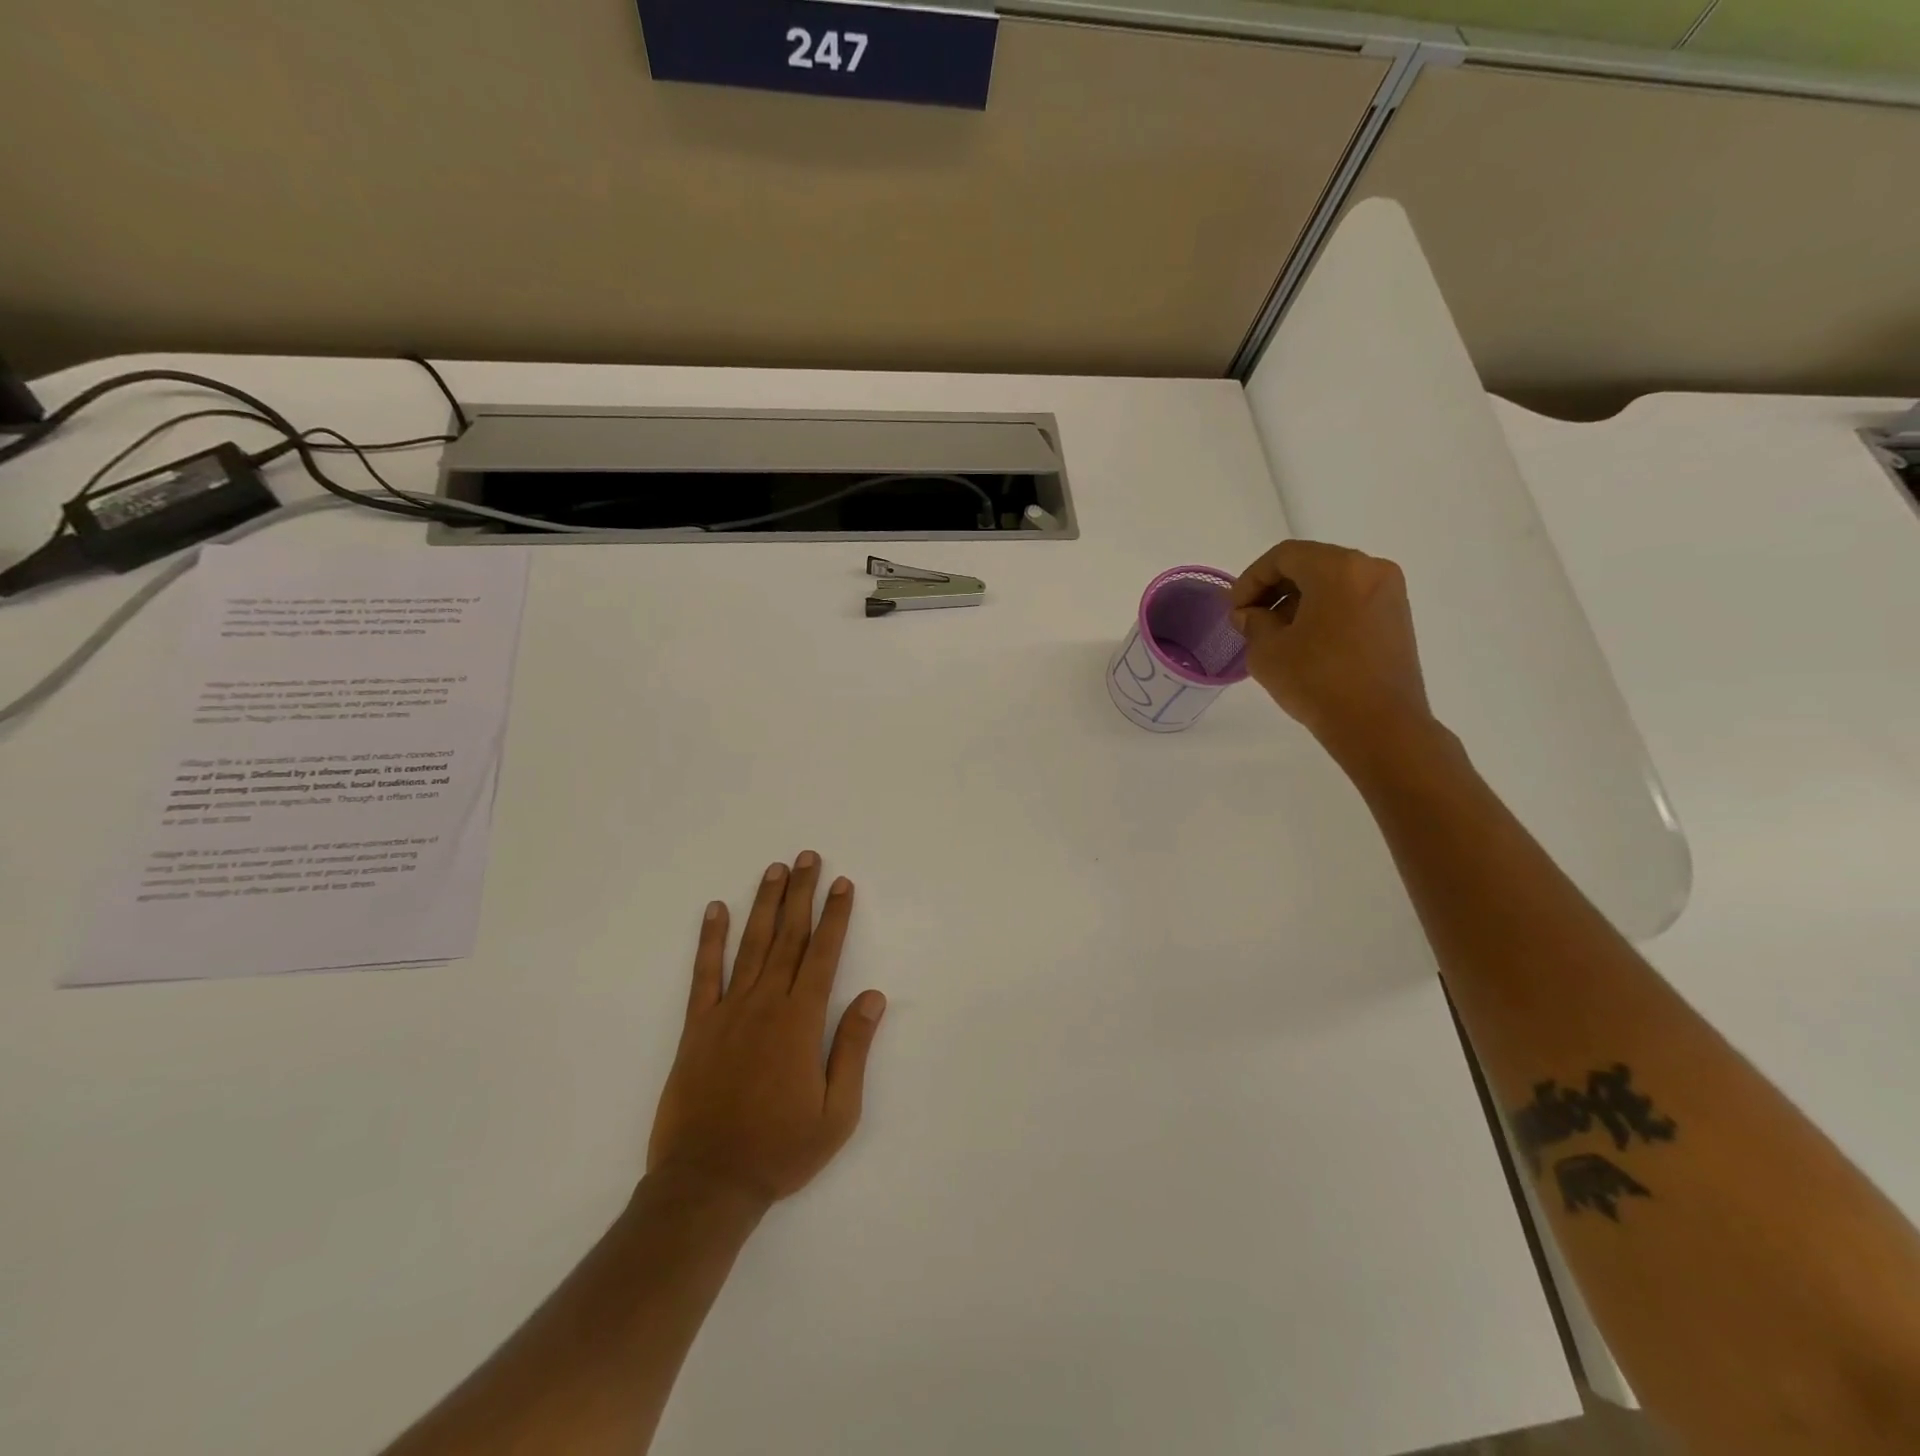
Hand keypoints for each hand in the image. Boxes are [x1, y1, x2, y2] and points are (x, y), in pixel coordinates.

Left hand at [646, 854, 886, 1207]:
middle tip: (809, 858)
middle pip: (789, 937)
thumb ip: (853, 1049)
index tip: (843, 884)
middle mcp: (766, 1004)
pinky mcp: (697, 1026)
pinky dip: (710, 939)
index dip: (835, 916)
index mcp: (801, 1021)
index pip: (823, 954)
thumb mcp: (837, 1113)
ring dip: (765, 904)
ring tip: (775, 869)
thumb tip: (872, 996)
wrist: (708, 1183)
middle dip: (802, 894)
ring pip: (751, 944)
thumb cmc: (780, 1150)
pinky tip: (715, 910)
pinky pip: (704, 973)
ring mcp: (728, 1011)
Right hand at [1229, 540, 1432, 758]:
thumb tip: (1251, 614)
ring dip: (1298, 600)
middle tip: (1249, 619)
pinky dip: (1323, 611)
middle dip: (1274, 588)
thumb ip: (1253, 622)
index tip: (1235, 609)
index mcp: (1339, 569)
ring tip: (1274, 634)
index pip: (1284, 556)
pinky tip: (1304, 642)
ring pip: (1332, 582)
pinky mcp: (1396, 619)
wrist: (1379, 725)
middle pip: (1311, 564)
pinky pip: (1351, 600)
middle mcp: (1370, 570)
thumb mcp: (1267, 651)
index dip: (1251, 579)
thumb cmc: (1317, 681)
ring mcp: (1389, 594)